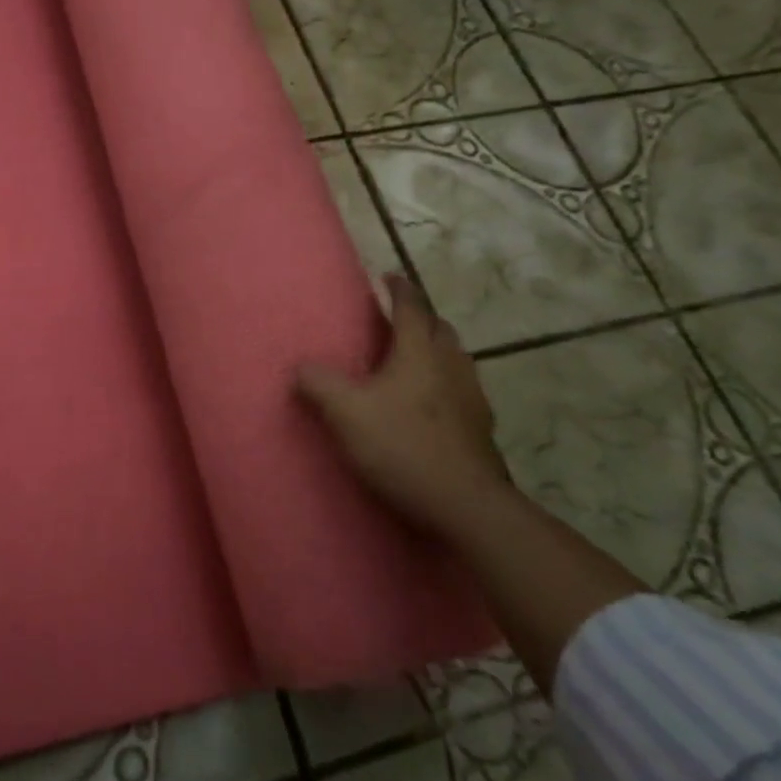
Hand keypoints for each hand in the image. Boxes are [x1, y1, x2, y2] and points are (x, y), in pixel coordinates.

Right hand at [296, 275, 514, 537]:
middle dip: (420, 317)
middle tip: (396, 319)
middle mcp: (451, 365)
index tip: (389, 276)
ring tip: (411, 359)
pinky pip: (461, 388)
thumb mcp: (345, 413)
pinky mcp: (481, 428)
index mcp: (420, 352)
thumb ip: (318, 384)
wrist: (464, 504)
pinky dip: (444, 382)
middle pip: (440, 328)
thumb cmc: (401, 446)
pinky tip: (429, 404)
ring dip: (435, 349)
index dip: (399, 288)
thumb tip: (299, 367)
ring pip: (455, 358)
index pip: (412, 307)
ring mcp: (472, 397)